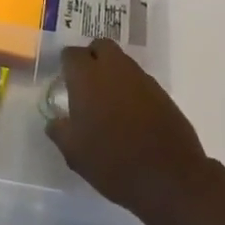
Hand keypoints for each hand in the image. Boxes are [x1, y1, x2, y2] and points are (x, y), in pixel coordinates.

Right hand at [44, 38, 211, 224]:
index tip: (64, 81)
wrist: (169, 178)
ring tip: (108, 103)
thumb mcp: (74, 153)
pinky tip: (131, 116)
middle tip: (86, 84)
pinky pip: (140, 81)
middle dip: (92, 57)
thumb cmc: (113, 162)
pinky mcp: (162, 93)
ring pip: (122, 62)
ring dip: (113, 73)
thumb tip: (55, 121)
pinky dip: (132, 90)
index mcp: (88, 77)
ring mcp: (142, 79)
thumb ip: (59, 130)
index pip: (72, 53)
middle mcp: (115, 68)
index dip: (66, 64)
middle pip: (100, 46)